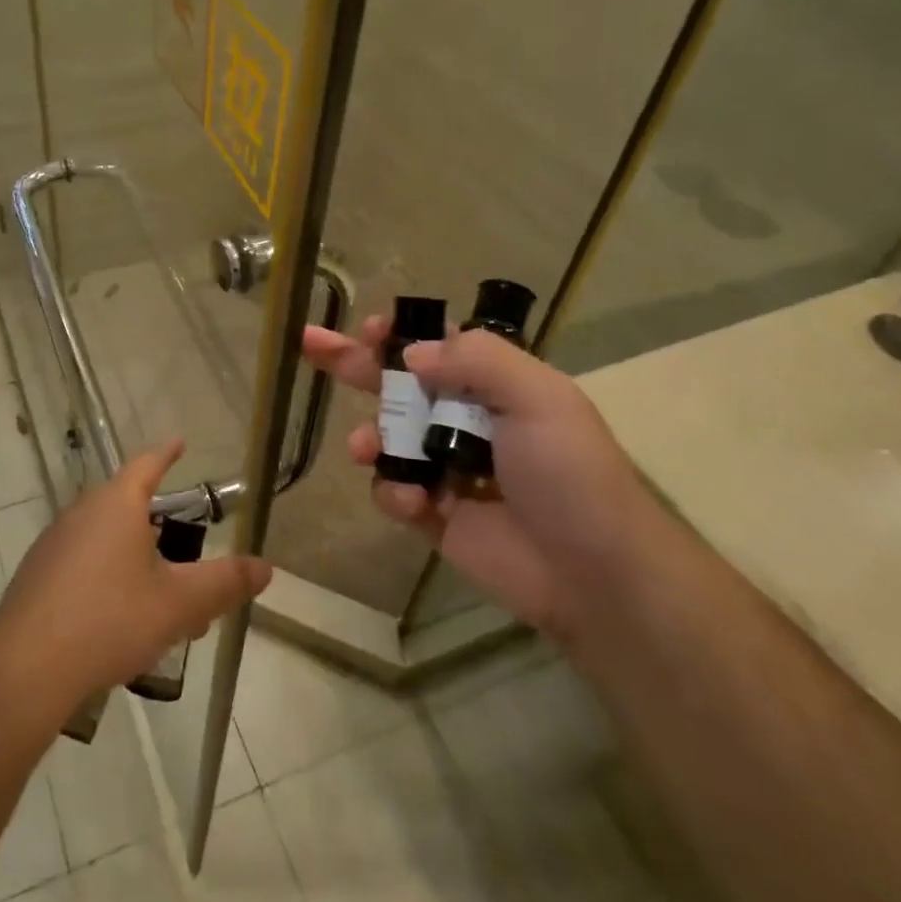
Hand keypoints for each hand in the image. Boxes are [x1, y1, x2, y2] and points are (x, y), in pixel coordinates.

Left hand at [0, 440, 272, 711]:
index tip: (179, 443)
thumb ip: (225, 582)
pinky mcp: (38, 576)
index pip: (147, 465)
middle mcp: (82, 513)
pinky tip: (120, 619)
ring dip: (136, 557)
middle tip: (188, 549)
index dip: (167, 454)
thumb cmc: (110, 620)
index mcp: (116, 504)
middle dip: (160, 524)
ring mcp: (54, 544)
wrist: (26, 668)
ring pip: (106, 538)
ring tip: (162, 597)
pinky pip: (84, 562)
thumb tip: (266, 567)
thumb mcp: (179, 603)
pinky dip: (109, 576)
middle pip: (127, 504)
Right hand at [302, 320, 661, 644]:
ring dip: (369, 437)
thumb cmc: (568, 471)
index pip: (435, 346)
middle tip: (309, 342)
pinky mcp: (431, 513)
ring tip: (366, 449)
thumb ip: (475, 360)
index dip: (399, 334)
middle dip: (352, 363)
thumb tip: (411, 353)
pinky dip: (394, 492)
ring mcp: (444, 467)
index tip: (369, 329)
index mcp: (492, 385)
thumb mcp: (537, 397)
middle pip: (396, 383)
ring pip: (385, 437)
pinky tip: (415, 505)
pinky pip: (392, 490)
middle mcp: (462, 419)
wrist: (591, 572)